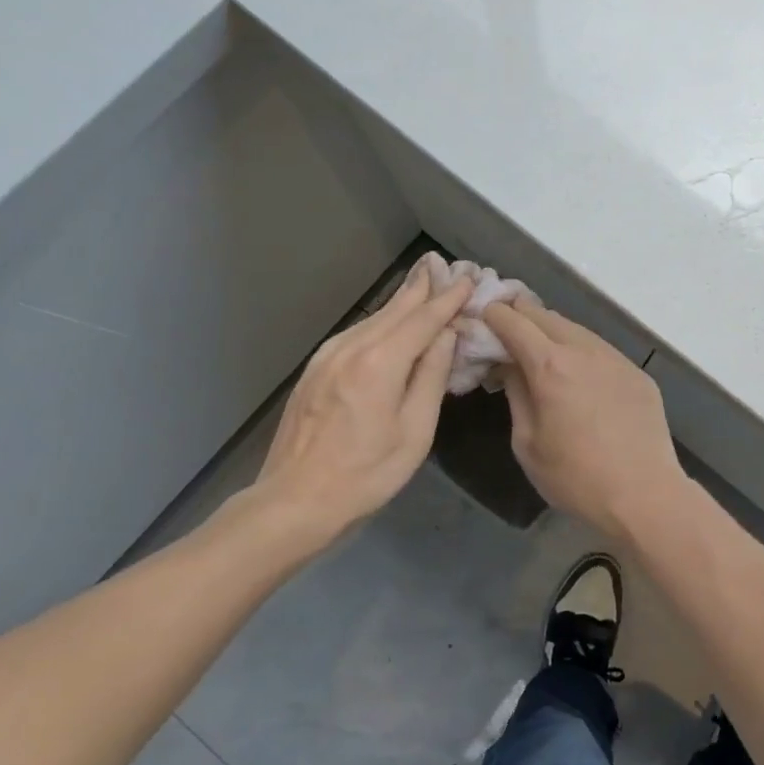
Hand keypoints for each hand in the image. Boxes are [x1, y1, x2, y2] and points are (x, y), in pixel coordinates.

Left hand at [235, 262, 472, 553]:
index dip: (449, 297)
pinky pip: (358, 332)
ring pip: (375, 317)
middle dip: (423, 285)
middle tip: (444, 263)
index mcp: (381, 362)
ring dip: (403, 299)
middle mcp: (352, 347)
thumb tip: (446, 335)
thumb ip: (431, 376)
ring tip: (425, 282)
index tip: (469, 277)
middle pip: (396, 308)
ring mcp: (328, 355)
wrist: (294, 501)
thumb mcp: (414, 431)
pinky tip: (392, 320)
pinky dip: (382, 320)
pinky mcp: (316, 368)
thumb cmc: (365, 474)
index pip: (424, 318)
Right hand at [481, 299, 689, 535]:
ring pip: (575, 329)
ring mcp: (615, 357)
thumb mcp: (527, 443)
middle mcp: (584, 349)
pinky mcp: (636, 371)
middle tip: (505, 331)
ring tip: (540, 351)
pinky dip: (580, 351)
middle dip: (520, 316)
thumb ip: (516, 394)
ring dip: (552, 332)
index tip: (482, 318)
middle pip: (545, 315)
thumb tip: (509, 366)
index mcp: (550, 365)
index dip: (493, 314)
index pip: (514, 321)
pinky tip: (578, 375)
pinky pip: (600, 349)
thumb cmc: (576, 477)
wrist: (645, 494)